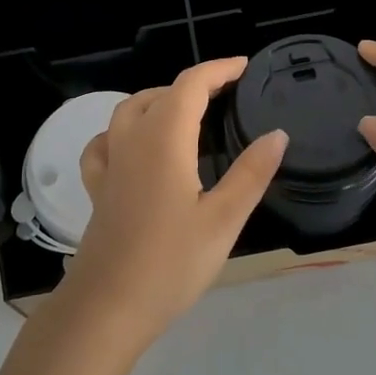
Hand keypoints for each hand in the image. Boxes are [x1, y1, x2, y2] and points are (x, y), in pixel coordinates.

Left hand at [60, 58, 287, 351]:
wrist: (107, 307)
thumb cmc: (171, 263)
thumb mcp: (223, 220)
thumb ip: (251, 173)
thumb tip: (277, 134)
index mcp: (164, 140)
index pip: (190, 85)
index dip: (218, 70)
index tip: (244, 67)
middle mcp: (132, 141)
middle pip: (159, 93)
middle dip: (193, 85)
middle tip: (226, 95)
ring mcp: (110, 164)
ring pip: (129, 111)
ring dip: (158, 100)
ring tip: (185, 113)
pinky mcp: (98, 189)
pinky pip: (104, 143)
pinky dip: (122, 131)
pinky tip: (133, 146)